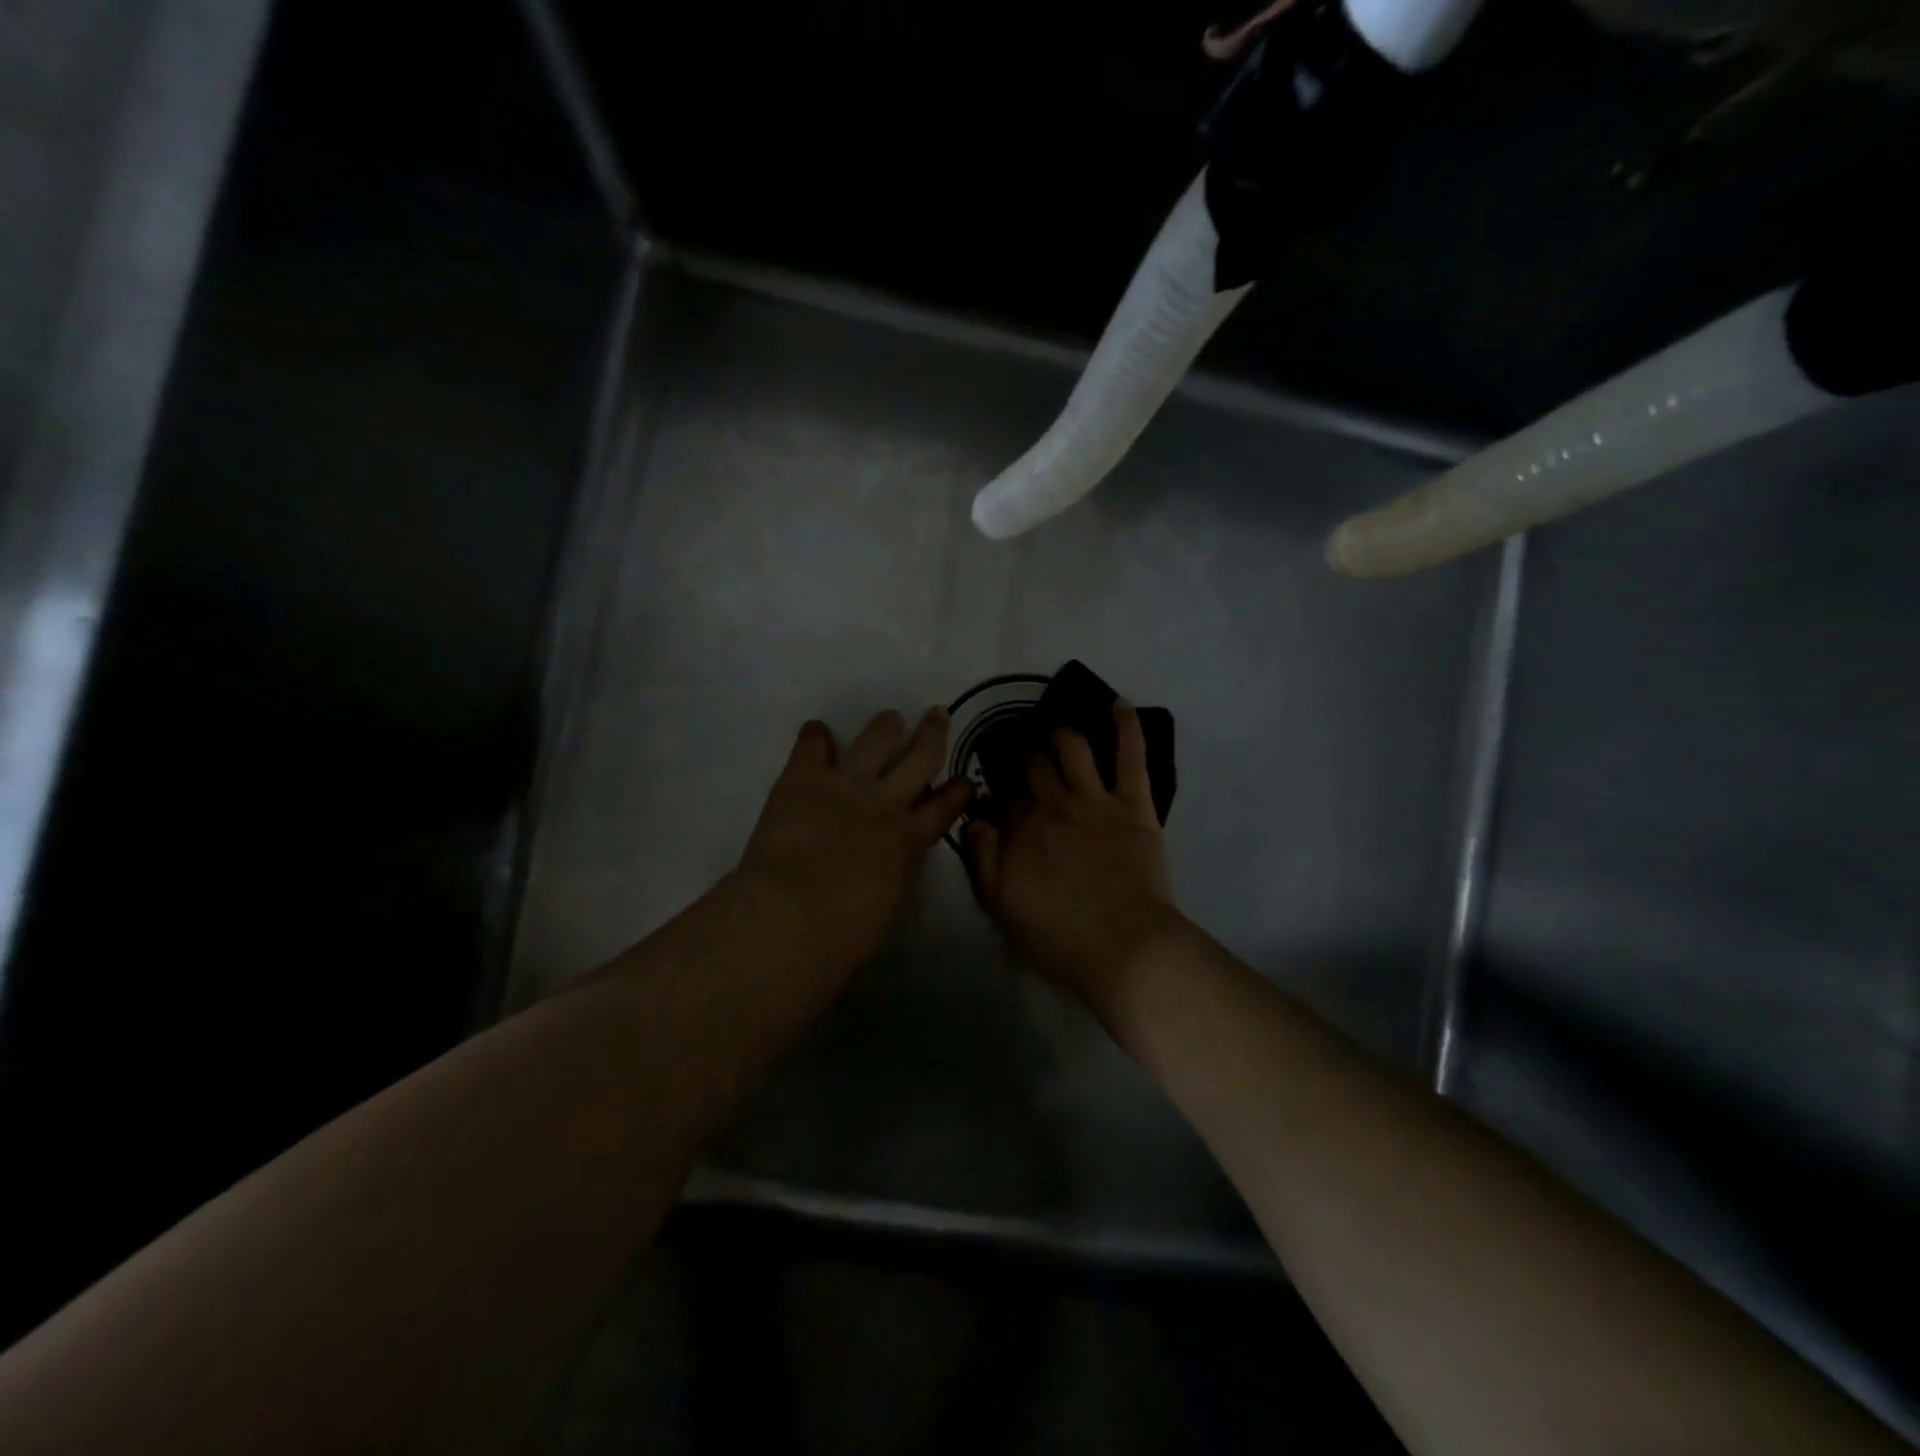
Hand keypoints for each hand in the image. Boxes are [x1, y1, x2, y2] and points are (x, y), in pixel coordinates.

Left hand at [737, 708, 973, 971]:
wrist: (794, 915)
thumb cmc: (844, 933)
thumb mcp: (888, 902)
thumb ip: (894, 871)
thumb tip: (889, 862)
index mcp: (909, 839)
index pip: (944, 807)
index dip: (959, 790)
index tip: (967, 779)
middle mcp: (885, 802)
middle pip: (920, 758)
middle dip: (932, 734)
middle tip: (937, 714)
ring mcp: (846, 784)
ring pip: (876, 739)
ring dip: (885, 726)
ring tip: (889, 718)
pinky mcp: (804, 778)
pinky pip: (813, 744)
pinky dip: (816, 736)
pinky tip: (817, 730)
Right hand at [964, 700, 1183, 1007]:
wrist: (1123, 949)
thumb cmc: (1058, 937)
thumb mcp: (1001, 907)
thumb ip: (981, 860)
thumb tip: (971, 819)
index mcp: (1021, 830)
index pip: (1005, 798)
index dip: (1000, 793)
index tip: (999, 791)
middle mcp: (1053, 805)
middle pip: (1034, 768)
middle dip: (1025, 756)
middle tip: (1022, 751)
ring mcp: (1095, 800)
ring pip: (1073, 749)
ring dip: (1061, 735)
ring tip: (1057, 731)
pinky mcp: (1134, 804)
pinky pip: (1131, 756)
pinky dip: (1126, 727)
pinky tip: (1119, 705)